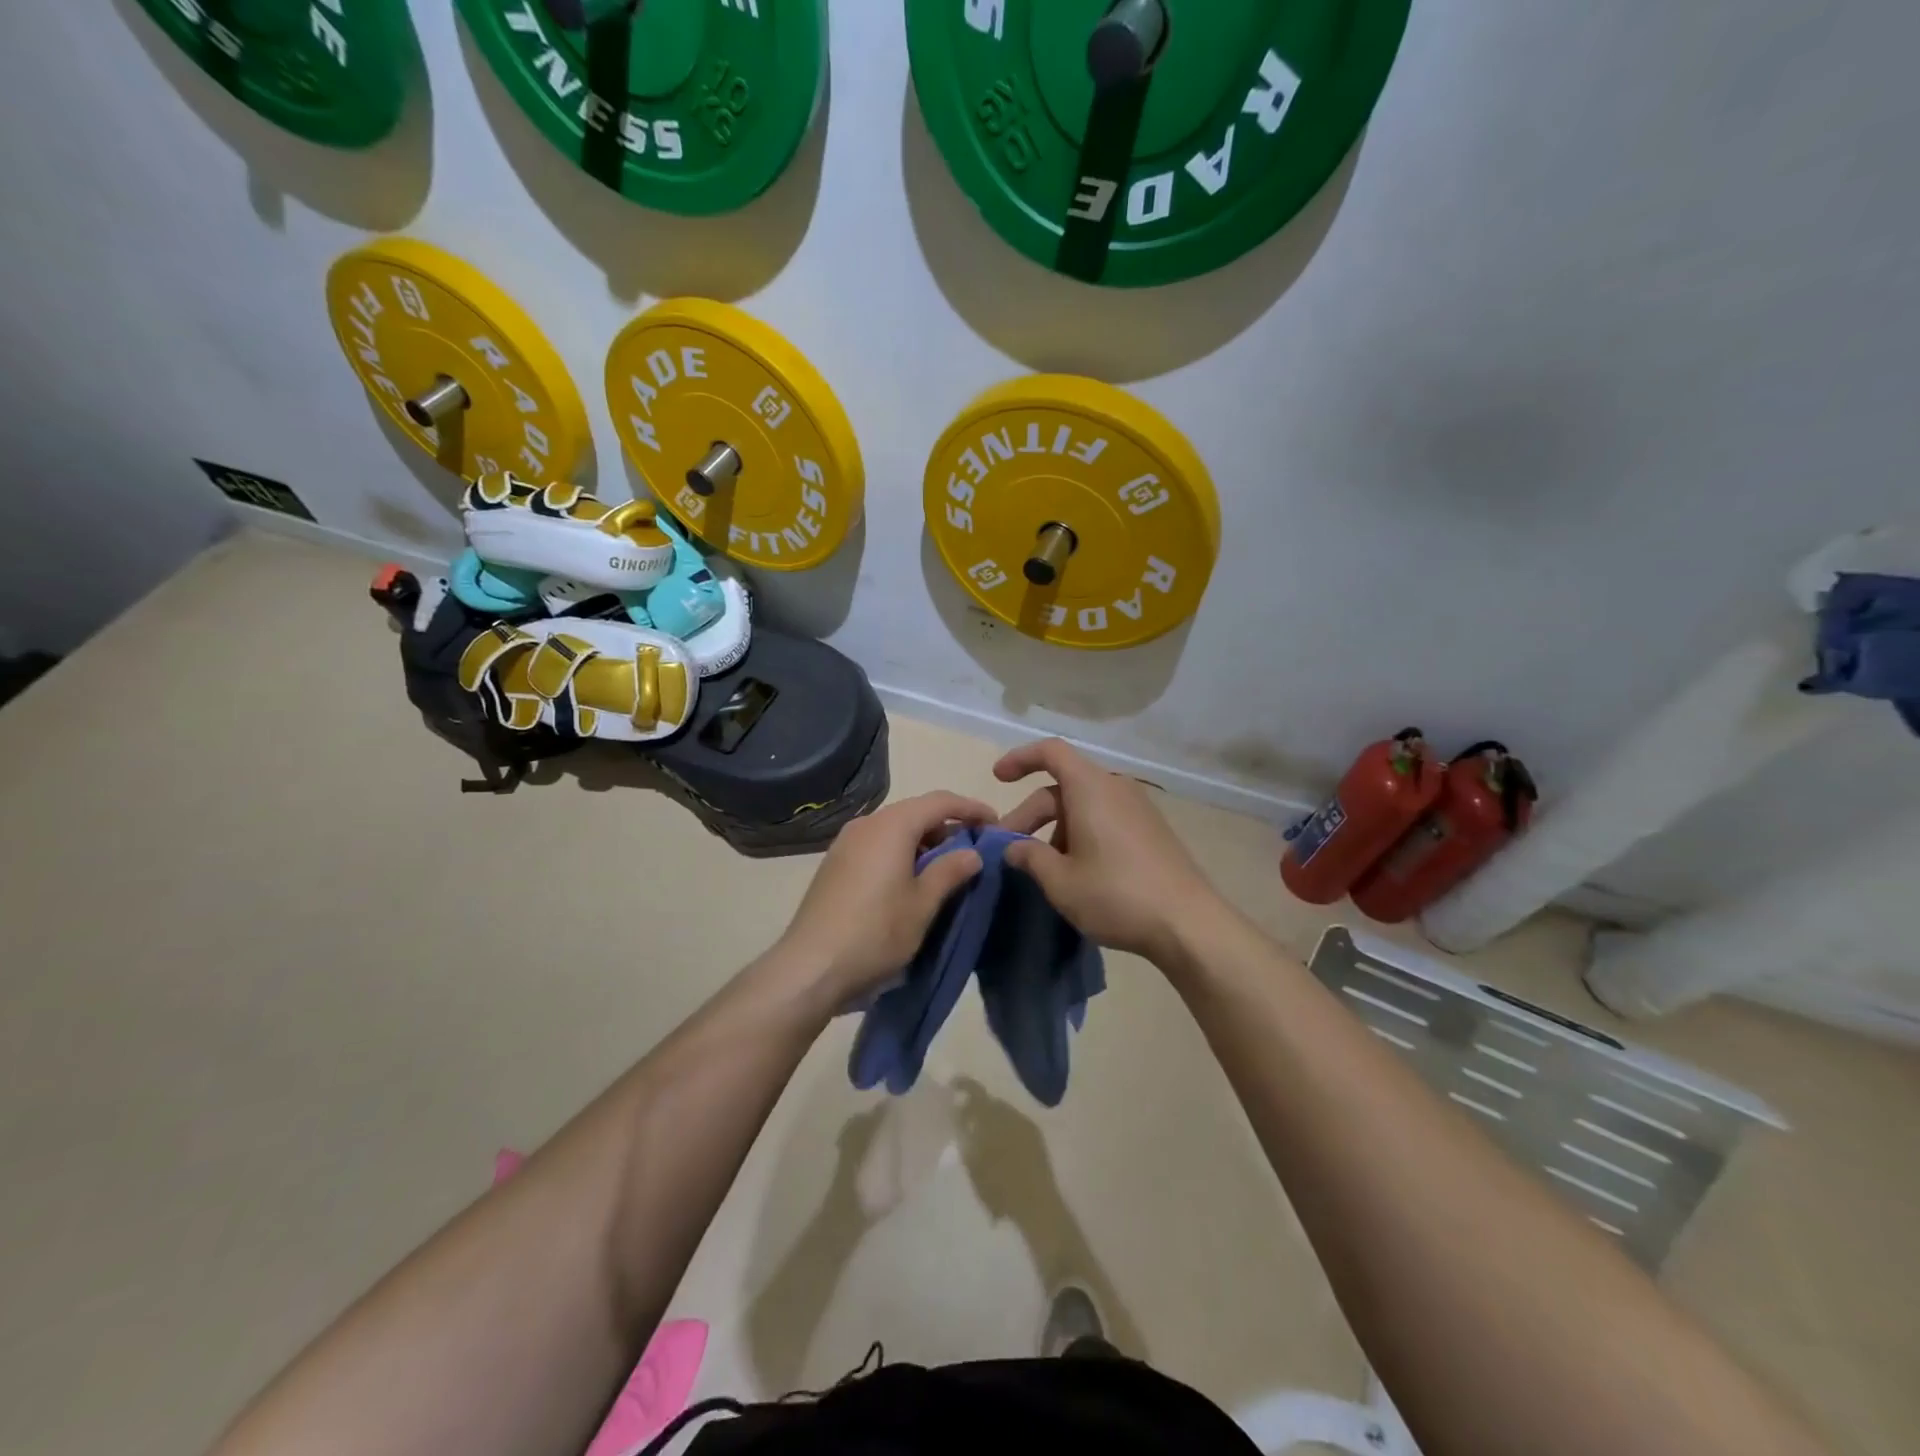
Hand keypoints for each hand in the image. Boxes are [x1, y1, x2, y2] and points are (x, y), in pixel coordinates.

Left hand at [776, 791, 993, 1003]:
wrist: (810, 967)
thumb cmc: (876, 932)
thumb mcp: (923, 905)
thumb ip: (950, 871)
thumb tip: (972, 852)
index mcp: (891, 826)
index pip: (940, 801)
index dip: (971, 808)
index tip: (996, 824)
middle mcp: (866, 824)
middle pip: (916, 812)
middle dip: (948, 827)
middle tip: (974, 851)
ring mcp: (846, 843)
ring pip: (895, 830)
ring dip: (924, 842)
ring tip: (947, 870)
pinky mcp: (835, 864)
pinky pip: (877, 845)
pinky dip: (901, 853)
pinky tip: (911, 881)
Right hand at [996, 739, 1222, 962]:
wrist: (1188, 924)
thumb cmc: (1116, 895)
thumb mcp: (1061, 881)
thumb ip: (1029, 857)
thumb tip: (1013, 848)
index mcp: (1091, 788)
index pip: (1051, 752)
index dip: (1020, 759)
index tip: (997, 778)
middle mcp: (1115, 787)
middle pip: (1062, 786)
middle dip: (1030, 814)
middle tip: (1008, 849)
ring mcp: (1137, 808)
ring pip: (1083, 805)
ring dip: (1054, 828)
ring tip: (1041, 867)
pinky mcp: (1150, 830)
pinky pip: (1105, 818)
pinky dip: (1080, 833)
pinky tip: (1075, 870)